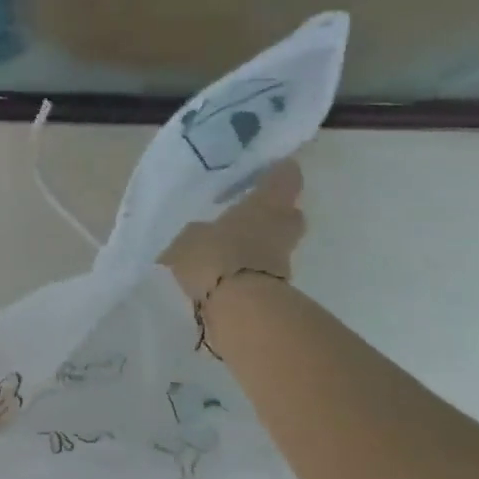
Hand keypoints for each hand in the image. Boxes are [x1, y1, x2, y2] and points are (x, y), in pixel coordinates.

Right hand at [162, 161, 305, 302]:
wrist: (239, 308)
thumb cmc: (215, 256)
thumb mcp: (190, 238)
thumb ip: (198, 233)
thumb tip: (200, 234)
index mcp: (264, 205)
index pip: (284, 179)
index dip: (280, 174)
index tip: (274, 170)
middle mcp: (281, 228)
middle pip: (289, 215)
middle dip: (275, 214)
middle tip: (251, 214)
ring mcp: (283, 261)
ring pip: (276, 245)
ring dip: (261, 246)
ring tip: (233, 250)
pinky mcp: (278, 290)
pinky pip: (264, 271)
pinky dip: (251, 271)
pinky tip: (229, 275)